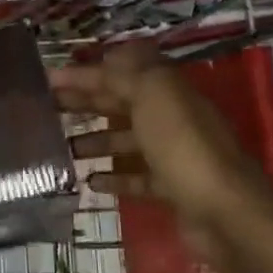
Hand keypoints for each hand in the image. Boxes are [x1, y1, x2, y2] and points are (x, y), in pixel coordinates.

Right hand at [51, 43, 272, 232]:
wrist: (227, 213)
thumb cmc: (184, 147)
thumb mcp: (153, 95)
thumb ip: (125, 74)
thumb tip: (105, 59)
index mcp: (166, 89)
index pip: (118, 72)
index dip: (83, 73)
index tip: (46, 79)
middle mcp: (170, 116)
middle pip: (120, 103)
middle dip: (84, 102)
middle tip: (45, 109)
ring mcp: (173, 153)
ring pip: (126, 140)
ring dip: (95, 140)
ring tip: (61, 147)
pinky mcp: (173, 188)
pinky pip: (137, 177)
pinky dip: (114, 177)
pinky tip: (89, 181)